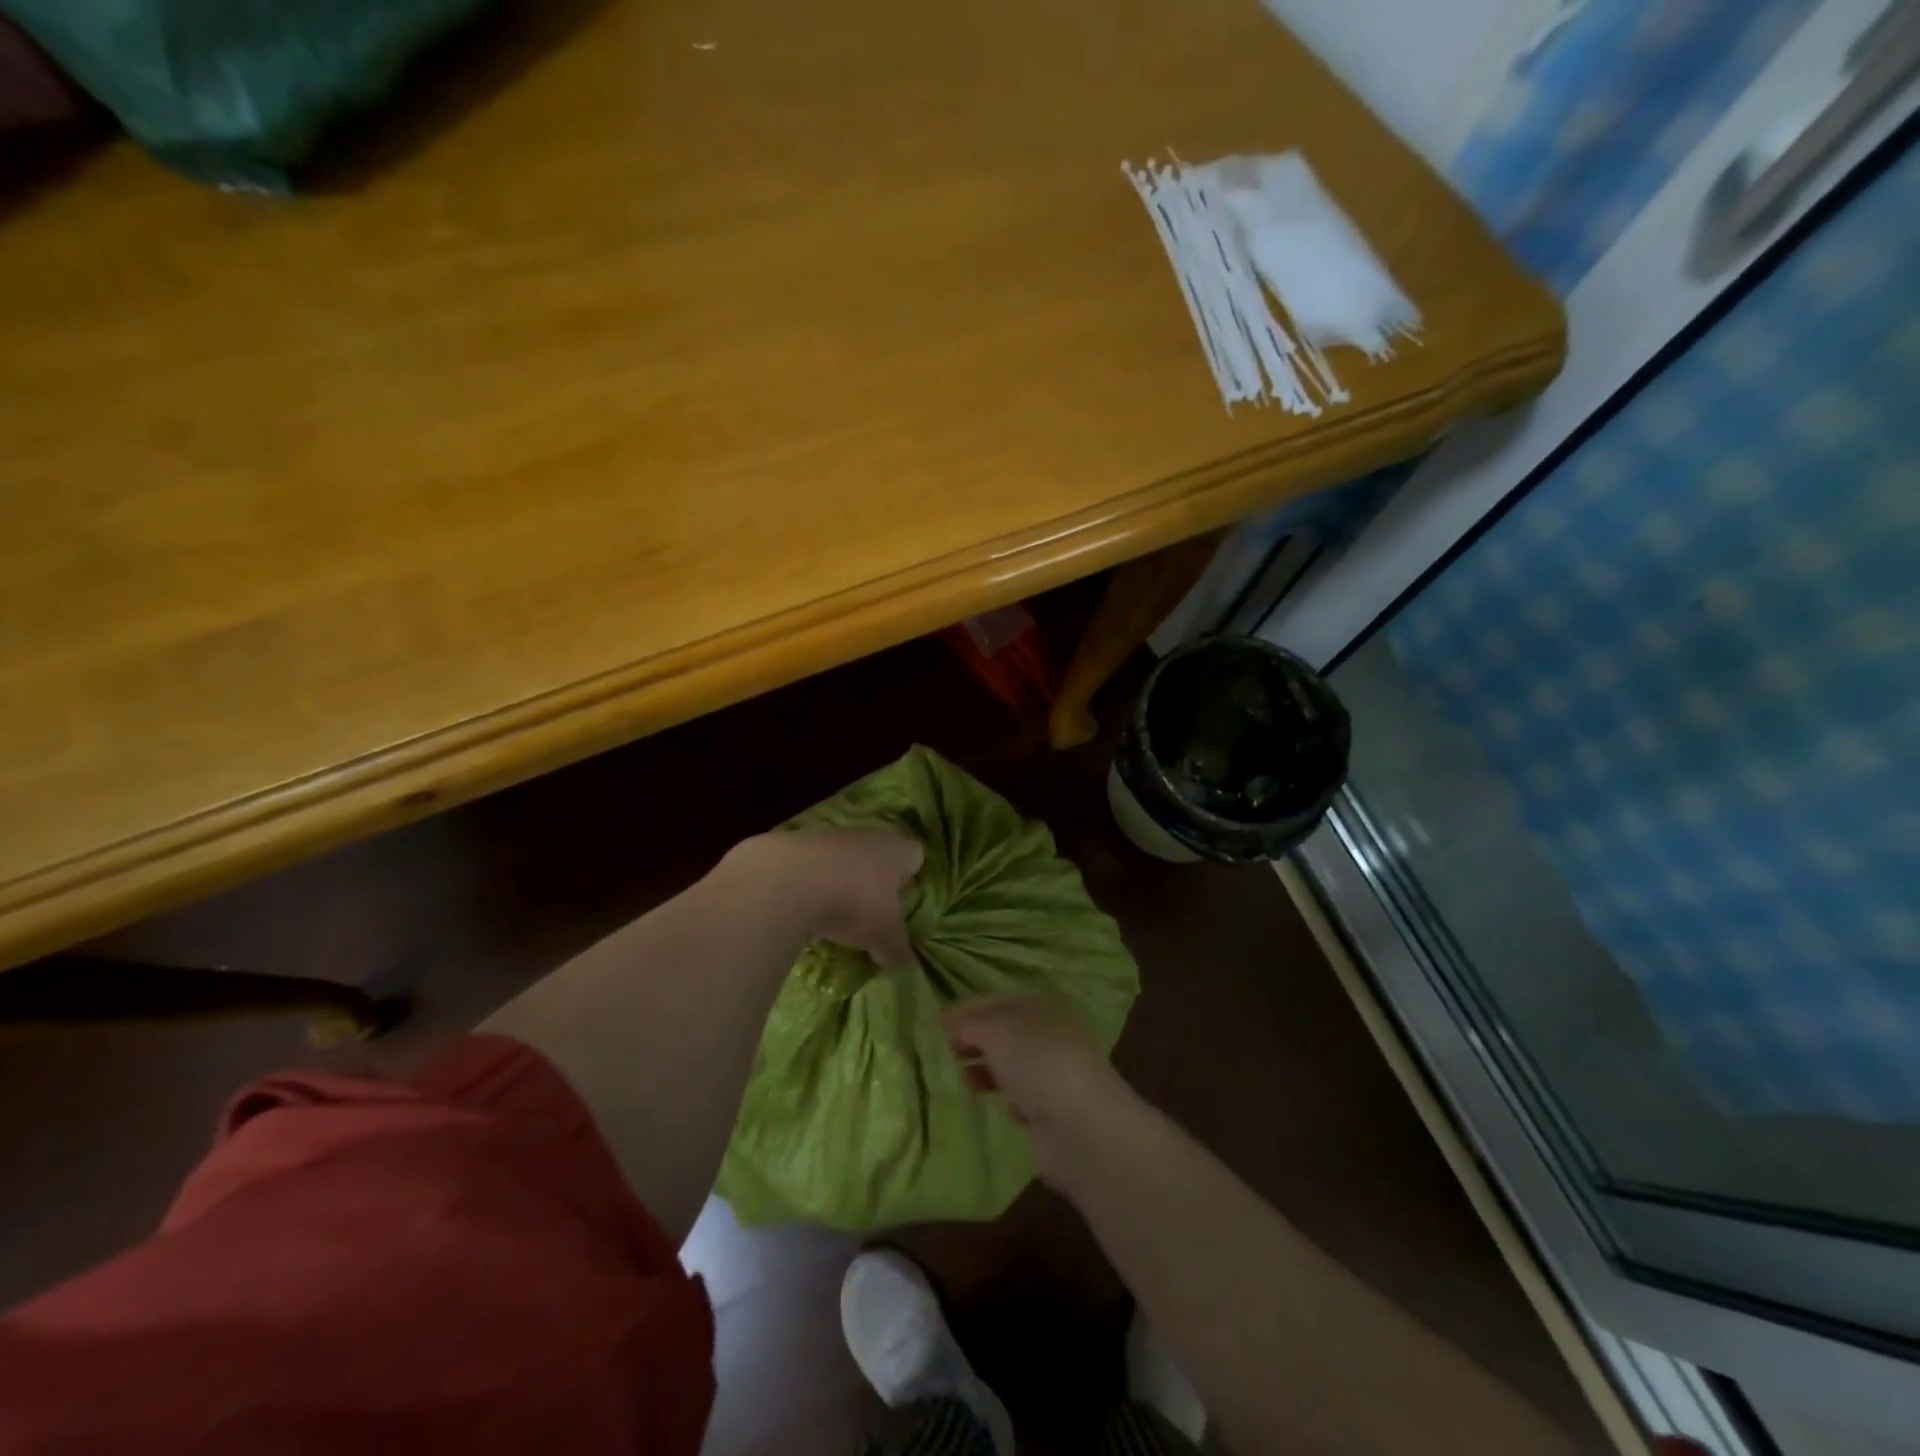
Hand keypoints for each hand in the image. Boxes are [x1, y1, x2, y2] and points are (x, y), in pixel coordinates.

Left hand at [727, 828, 923, 968]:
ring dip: (839, 880)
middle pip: (878, 854)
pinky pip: (811, 865)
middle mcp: (868, 835)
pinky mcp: (794, 843)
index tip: (902, 902)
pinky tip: (802, 907)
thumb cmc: (853, 903)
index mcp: (897, 850)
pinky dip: (809, 882)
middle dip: (874, 880)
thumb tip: (901, 962)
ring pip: (843, 858)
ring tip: (831, 913)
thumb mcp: (883, 937)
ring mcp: (829, 835)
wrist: (786, 882)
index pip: (915, 856)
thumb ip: (897, 950)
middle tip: (869, 912)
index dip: (911, 878)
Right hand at [942, 995, 1131, 1180]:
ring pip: (1014, 1065)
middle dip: (976, 1039)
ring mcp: (1056, 1074)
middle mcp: (1052, 1036)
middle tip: (948, 1050)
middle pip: (1007, 1033)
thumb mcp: (997, 1032)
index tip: (939, 1022)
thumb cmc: (1038, 1063)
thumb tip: (953, 1025)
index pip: (1000, 1001)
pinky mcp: (1055, 1111)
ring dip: (988, 1069)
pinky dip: (1010, 1099)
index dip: (969, 1009)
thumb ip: (971, 1025)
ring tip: (964, 1079)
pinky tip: (1004, 1107)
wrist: (1081, 1127)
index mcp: (1043, 1008)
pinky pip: (1026, 1098)